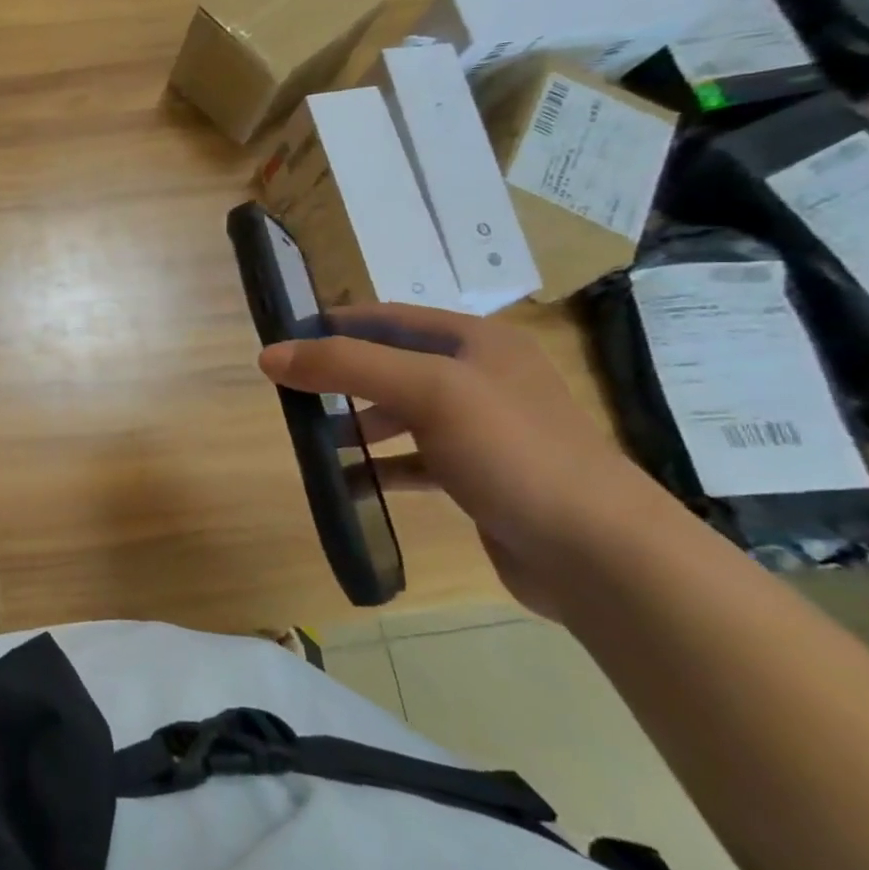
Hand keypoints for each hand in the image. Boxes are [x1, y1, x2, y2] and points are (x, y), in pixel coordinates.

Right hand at [258, 304, 677, 617]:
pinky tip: (345, 482)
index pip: (387, 316)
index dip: (333, 324)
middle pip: (390, 365)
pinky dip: (378, 466)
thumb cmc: (512, 451)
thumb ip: (346, 366)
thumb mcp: (427, 392)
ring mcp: (481, 429)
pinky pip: (413, 460)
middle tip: (288, 393)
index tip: (283, 339)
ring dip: (354, 424)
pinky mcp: (477, 476)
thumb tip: (269, 356)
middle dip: (338, 378)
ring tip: (310, 441)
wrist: (599, 552)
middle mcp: (479, 377)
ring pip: (399, 414)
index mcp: (475, 341)